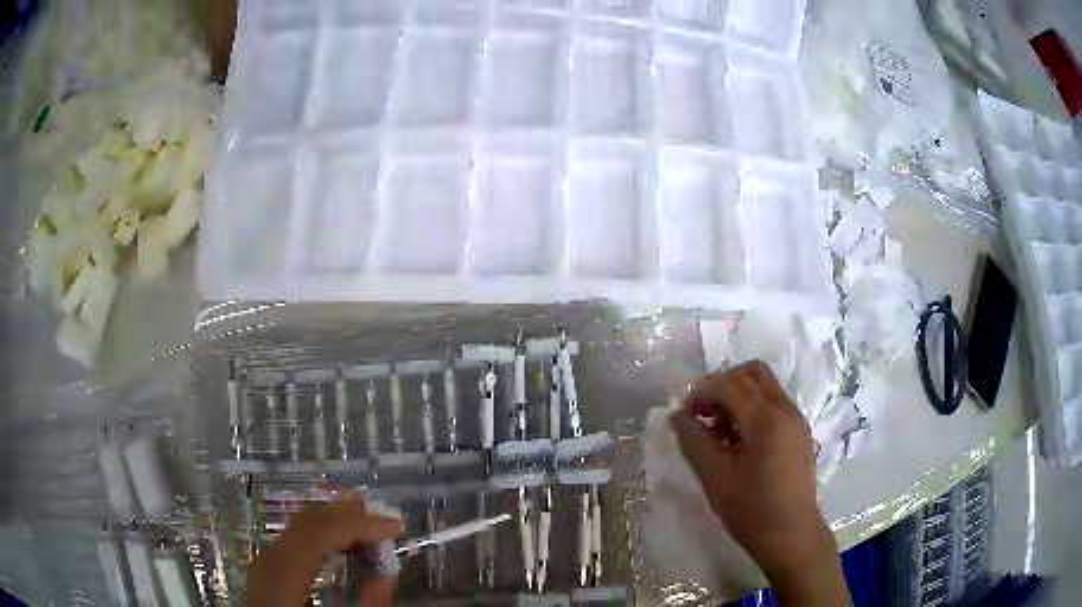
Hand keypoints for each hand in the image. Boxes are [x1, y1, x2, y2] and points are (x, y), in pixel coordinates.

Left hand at [245, 494, 404, 606]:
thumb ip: (367, 605)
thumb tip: (387, 576)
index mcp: (282, 575)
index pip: (320, 531)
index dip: (361, 524)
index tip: (397, 527)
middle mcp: (269, 558)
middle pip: (309, 519)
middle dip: (352, 516)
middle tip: (388, 525)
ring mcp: (265, 559)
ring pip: (302, 523)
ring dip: (340, 523)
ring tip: (373, 534)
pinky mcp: (269, 565)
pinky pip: (297, 536)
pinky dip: (326, 534)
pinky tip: (345, 546)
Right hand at [671, 361, 846, 605]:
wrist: (791, 534)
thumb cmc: (750, 509)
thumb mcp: (715, 477)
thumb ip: (694, 441)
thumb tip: (678, 416)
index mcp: (765, 418)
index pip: (729, 384)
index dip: (702, 391)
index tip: (684, 412)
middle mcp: (785, 409)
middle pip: (753, 372)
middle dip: (723, 384)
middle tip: (704, 412)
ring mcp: (796, 420)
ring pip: (765, 387)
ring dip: (739, 396)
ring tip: (720, 430)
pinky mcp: (799, 432)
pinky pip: (775, 404)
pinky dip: (754, 409)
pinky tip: (740, 441)